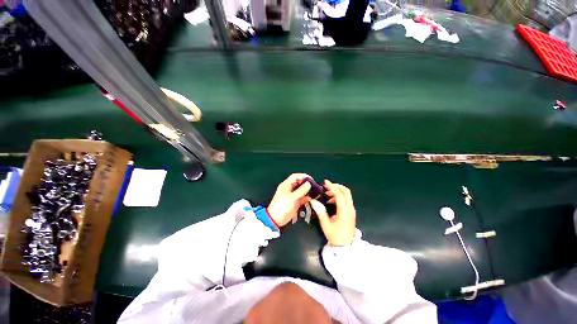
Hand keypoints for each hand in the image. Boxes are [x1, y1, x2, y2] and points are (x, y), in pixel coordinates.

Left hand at [267, 173, 311, 226]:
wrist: (276, 219)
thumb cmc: (281, 206)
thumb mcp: (292, 197)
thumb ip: (301, 191)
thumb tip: (308, 184)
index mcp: (286, 185)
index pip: (295, 177)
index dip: (303, 176)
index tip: (311, 179)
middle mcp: (289, 189)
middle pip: (299, 183)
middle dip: (307, 183)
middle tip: (314, 185)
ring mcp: (293, 196)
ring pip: (302, 190)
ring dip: (308, 190)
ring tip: (315, 191)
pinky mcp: (295, 202)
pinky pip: (302, 198)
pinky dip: (307, 197)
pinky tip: (312, 198)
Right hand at [310, 180, 355, 245]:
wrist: (345, 247)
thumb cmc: (335, 235)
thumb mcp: (326, 224)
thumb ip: (320, 211)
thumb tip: (313, 201)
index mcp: (344, 211)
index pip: (339, 194)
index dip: (332, 186)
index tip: (325, 182)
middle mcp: (350, 208)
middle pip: (346, 191)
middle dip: (336, 186)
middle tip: (327, 186)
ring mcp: (351, 210)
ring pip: (346, 195)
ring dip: (337, 192)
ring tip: (327, 194)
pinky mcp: (350, 212)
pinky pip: (346, 200)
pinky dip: (339, 197)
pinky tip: (331, 201)